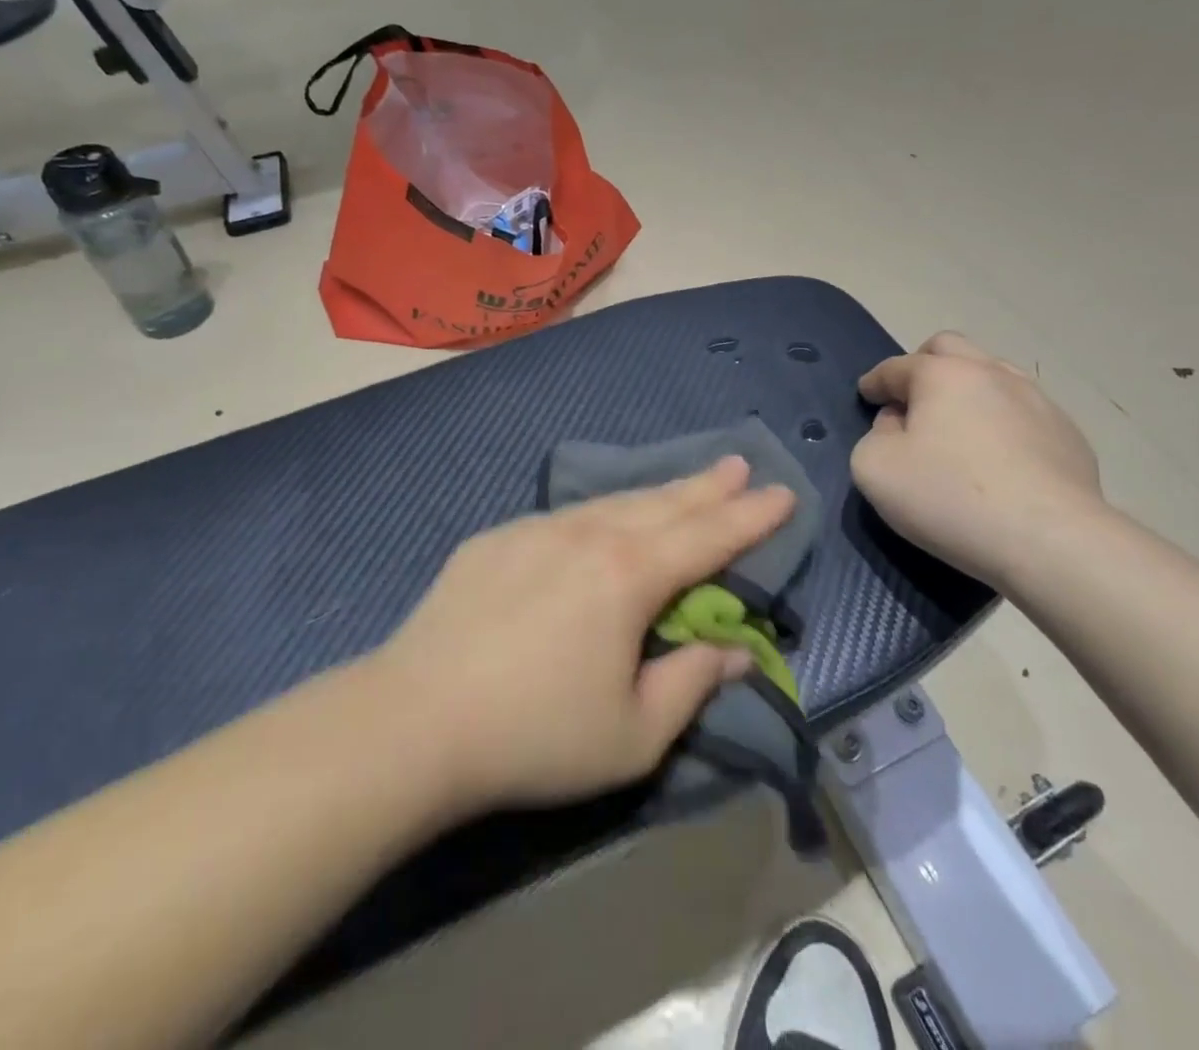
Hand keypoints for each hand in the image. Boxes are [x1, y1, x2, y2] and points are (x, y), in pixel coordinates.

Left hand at [377, 457, 795, 813]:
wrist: (415, 719)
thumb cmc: (535, 735)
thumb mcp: (633, 734)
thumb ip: (690, 684)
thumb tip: (734, 653)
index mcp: (629, 575)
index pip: (708, 536)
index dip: (751, 517)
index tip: (783, 493)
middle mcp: (589, 535)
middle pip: (663, 503)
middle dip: (708, 486)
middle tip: (738, 464)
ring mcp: (538, 530)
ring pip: (614, 502)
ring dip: (656, 493)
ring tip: (683, 486)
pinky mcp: (497, 539)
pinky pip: (566, 517)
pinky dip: (601, 513)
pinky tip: (601, 522)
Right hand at [852, 333, 1104, 585]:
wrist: (1051, 541)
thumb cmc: (950, 497)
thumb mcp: (875, 469)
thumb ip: (874, 436)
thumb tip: (898, 424)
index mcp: (942, 374)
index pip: (896, 367)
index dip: (875, 381)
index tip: (867, 395)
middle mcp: (992, 373)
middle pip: (950, 349)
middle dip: (923, 366)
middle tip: (911, 399)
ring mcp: (1038, 401)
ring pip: (994, 375)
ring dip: (968, 390)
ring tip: (958, 426)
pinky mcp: (1069, 435)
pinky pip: (1024, 413)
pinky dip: (1002, 422)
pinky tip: (1000, 459)